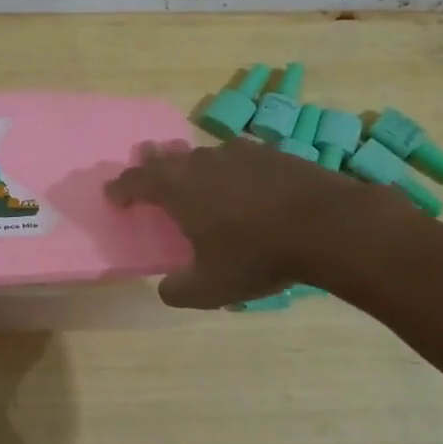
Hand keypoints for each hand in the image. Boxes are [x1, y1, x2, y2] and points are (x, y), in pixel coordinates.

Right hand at [104, 137, 404, 307]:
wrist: (330, 226)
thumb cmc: (258, 255)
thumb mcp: (211, 288)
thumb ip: (179, 290)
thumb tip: (165, 289)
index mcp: (178, 189)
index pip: (136, 180)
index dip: (121, 188)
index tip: (113, 196)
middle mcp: (202, 163)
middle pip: (166, 157)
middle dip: (152, 164)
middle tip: (145, 164)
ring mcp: (239, 153)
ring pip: (203, 154)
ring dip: (190, 163)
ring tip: (191, 173)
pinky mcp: (272, 153)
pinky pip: (237, 157)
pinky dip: (229, 168)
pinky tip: (240, 181)